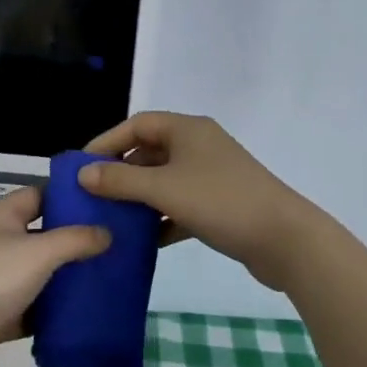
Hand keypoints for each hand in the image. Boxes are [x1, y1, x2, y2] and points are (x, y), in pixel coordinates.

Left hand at [0, 188, 108, 366]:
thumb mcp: (38, 251)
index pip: (41, 195)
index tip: (106, 204)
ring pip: (40, 275)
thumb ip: (75, 239)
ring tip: (110, 280)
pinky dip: (54, 313)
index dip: (70, 196)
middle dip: (76, 241)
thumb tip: (107, 232)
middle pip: (43, 236)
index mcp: (3, 216)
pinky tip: (85, 316)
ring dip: (68, 279)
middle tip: (118, 246)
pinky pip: (33, 310)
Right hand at [80, 112, 319, 291]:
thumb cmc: (221, 201)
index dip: (107, 142)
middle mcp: (198, 145)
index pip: (137, 124)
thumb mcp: (163, 189)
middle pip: (149, 152)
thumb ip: (120, 181)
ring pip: (164, 181)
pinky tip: (143, 242)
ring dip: (139, 198)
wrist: (285, 240)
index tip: (81, 167)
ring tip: (111, 219)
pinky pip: (180, 205)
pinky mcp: (220, 204)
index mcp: (187, 129)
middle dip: (121, 173)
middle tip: (93, 195)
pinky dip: (161, 219)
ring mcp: (211, 175)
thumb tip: (82, 173)